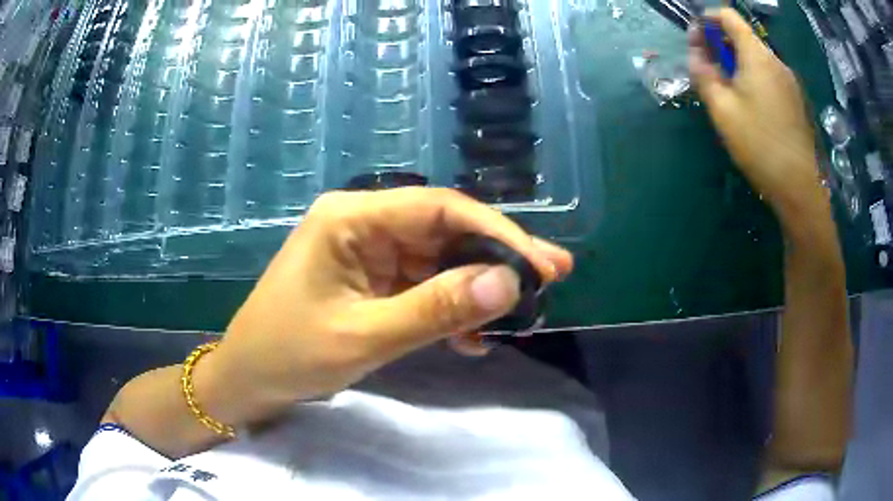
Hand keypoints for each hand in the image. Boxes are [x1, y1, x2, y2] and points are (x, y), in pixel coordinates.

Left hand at [209, 188, 572, 414]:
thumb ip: (436, 309)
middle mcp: (363, 223)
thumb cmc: (289, 355)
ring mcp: (368, 251)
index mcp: (351, 218)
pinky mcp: (370, 279)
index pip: (439, 208)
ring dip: (476, 288)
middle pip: (445, 230)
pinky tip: (471, 336)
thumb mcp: (364, 337)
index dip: (496, 232)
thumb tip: (508, 283)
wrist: (249, 379)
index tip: (542, 264)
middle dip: (497, 258)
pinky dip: (449, 307)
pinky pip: (422, 284)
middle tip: (550, 280)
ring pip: (439, 259)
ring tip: (519, 315)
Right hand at [688, 8, 825, 219]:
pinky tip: (749, 105)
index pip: (729, 17)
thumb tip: (696, 56)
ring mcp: (789, 82)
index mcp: (757, 56)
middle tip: (707, 67)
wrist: (799, 188)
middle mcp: (776, 61)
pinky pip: (769, 77)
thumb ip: (704, 75)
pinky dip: (753, 78)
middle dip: (721, 44)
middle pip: (744, 37)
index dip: (708, 18)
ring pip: (757, 58)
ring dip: (737, 63)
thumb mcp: (722, 109)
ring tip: (727, 90)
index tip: (696, 37)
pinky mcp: (795, 101)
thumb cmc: (759, 145)